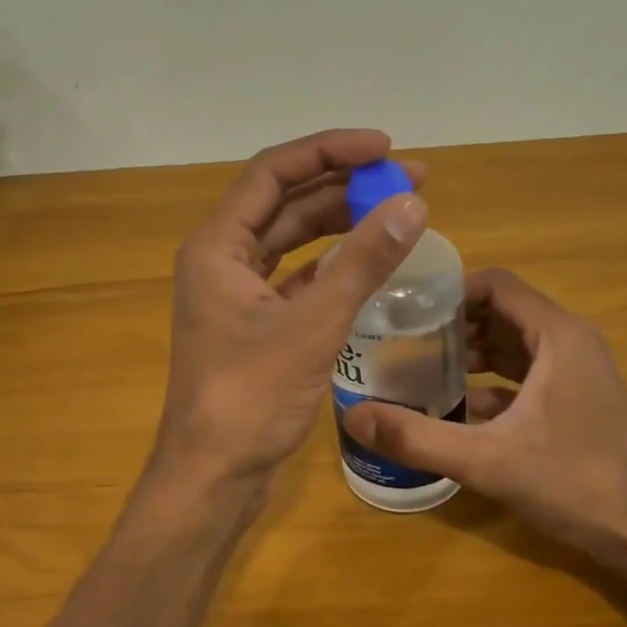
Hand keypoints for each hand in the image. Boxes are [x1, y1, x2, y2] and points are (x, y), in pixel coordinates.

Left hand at [154, 130, 428, 487]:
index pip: (273, 173)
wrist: (214, 478)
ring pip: (293, 240)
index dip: (328, 151)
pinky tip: (372, 262)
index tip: (384, 148)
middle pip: (285, 202)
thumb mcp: (312, 326)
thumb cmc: (250, 400)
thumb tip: (412, 202)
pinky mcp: (257, 325)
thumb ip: (362, 262)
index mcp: (217, 247)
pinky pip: (298, 278)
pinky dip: (334, 265)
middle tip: (409, 179)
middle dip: (345, 185)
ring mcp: (238, 295)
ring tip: (398, 211)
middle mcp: (223, 261)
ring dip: (341, 223)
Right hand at [340, 269, 626, 559]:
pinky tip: (457, 409)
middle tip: (402, 339)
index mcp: (557, 336)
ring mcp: (579, 373)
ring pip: (513, 345)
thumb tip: (353, 417)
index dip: (449, 290)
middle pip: (502, 312)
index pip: (496, 285)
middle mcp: (571, 343)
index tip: (406, 308)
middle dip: (452, 323)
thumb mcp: (487, 461)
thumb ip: (417, 438)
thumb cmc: (576, 484)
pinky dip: (492, 383)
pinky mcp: (578, 402)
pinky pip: (526, 376)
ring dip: (470, 353)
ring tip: (420, 368)